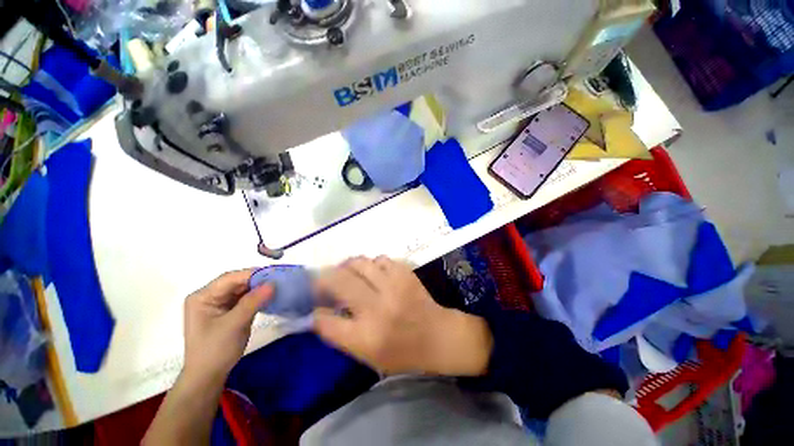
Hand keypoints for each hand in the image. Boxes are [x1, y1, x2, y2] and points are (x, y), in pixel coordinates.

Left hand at [183, 270, 272, 382]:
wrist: (208, 377)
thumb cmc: (215, 351)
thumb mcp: (233, 325)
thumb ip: (252, 302)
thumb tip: (273, 283)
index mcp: (203, 297)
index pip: (230, 278)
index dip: (252, 274)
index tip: (275, 273)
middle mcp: (210, 297)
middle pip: (237, 282)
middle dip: (258, 280)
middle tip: (280, 279)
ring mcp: (219, 304)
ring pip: (243, 289)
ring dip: (259, 288)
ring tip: (279, 286)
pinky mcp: (229, 311)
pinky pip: (245, 299)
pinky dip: (258, 297)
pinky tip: (271, 296)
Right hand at [312, 257, 492, 375]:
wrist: (438, 336)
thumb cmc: (402, 353)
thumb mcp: (367, 355)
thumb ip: (341, 333)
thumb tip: (320, 310)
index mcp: (365, 337)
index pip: (325, 321)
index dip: (314, 311)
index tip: (313, 304)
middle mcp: (377, 308)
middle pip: (338, 282)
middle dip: (324, 278)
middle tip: (323, 279)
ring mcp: (393, 286)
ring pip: (359, 263)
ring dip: (348, 266)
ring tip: (348, 272)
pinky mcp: (405, 273)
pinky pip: (380, 259)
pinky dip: (371, 264)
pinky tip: (373, 272)